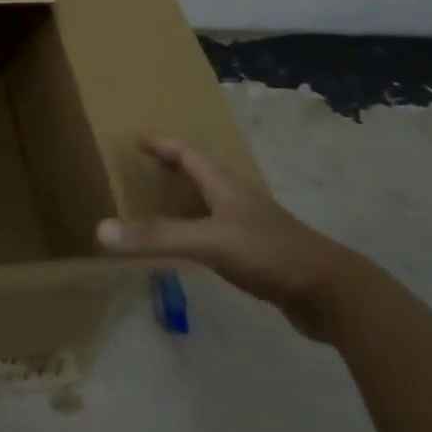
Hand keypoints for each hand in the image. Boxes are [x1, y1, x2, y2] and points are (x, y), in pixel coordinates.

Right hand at [94, 136, 368, 339]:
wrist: (331, 293)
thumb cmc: (269, 254)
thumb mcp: (208, 241)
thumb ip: (157, 237)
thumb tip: (100, 230)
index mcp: (226, 187)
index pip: (189, 155)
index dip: (163, 145)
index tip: (137, 138)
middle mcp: (238, 201)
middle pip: (201, 175)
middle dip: (172, 167)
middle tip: (143, 167)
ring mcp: (250, 228)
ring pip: (210, 204)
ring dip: (185, 199)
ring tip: (158, 204)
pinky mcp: (258, 255)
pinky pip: (218, 233)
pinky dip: (196, 231)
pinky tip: (189, 249)